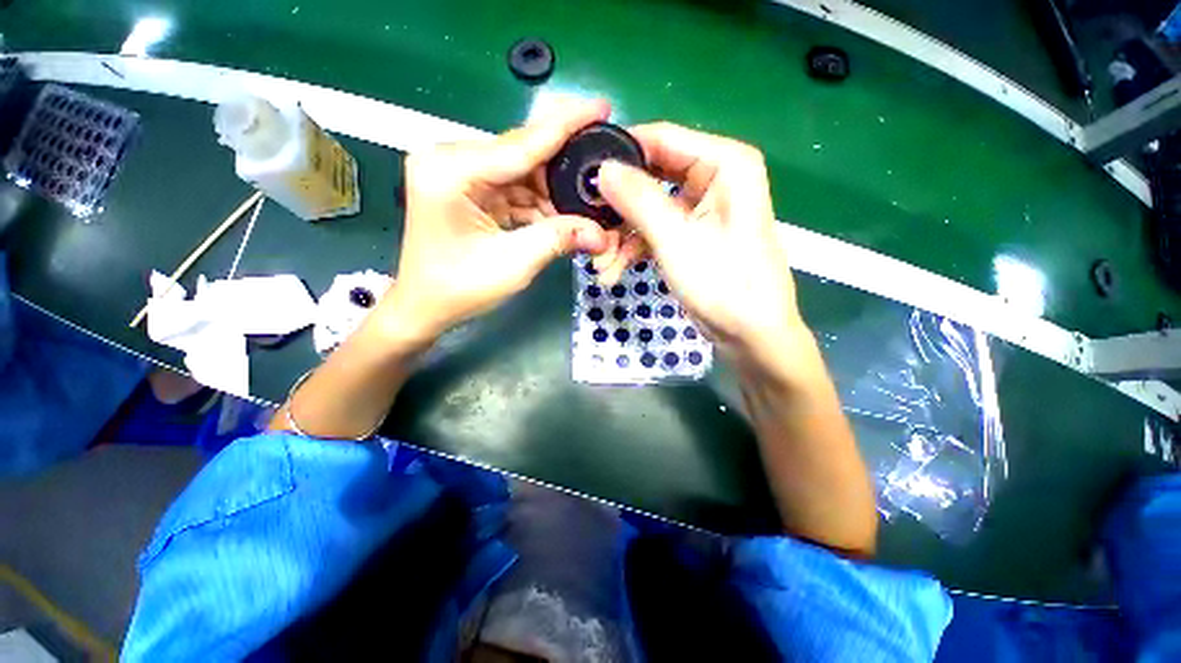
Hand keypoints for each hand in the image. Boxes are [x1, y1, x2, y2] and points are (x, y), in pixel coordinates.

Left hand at [378, 101, 612, 343]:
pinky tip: (561, 216)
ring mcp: (459, 174)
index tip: (602, 106)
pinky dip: (539, 204)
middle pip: (523, 155)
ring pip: (523, 173)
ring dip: (554, 193)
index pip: (521, 143)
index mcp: (451, 170)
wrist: (426, 308)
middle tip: (602, 174)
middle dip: (564, 170)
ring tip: (586, 207)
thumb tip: (602, 232)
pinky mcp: (468, 189)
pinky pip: (514, 189)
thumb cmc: (459, 289)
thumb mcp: (514, 263)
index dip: (567, 125)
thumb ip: (558, 238)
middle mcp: (451, 160)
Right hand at [596, 123, 803, 362]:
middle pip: (650, 178)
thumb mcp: (676, 240)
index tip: (584, 177)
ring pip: (647, 209)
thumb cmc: (723, 284)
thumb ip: (638, 199)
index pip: (661, 139)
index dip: (620, 156)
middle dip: (617, 209)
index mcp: (724, 163)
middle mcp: (714, 177)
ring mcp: (700, 209)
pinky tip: (614, 273)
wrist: (750, 335)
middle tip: (590, 229)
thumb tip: (602, 169)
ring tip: (601, 266)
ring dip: (621, 238)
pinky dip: (633, 250)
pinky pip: (654, 231)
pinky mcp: (690, 235)